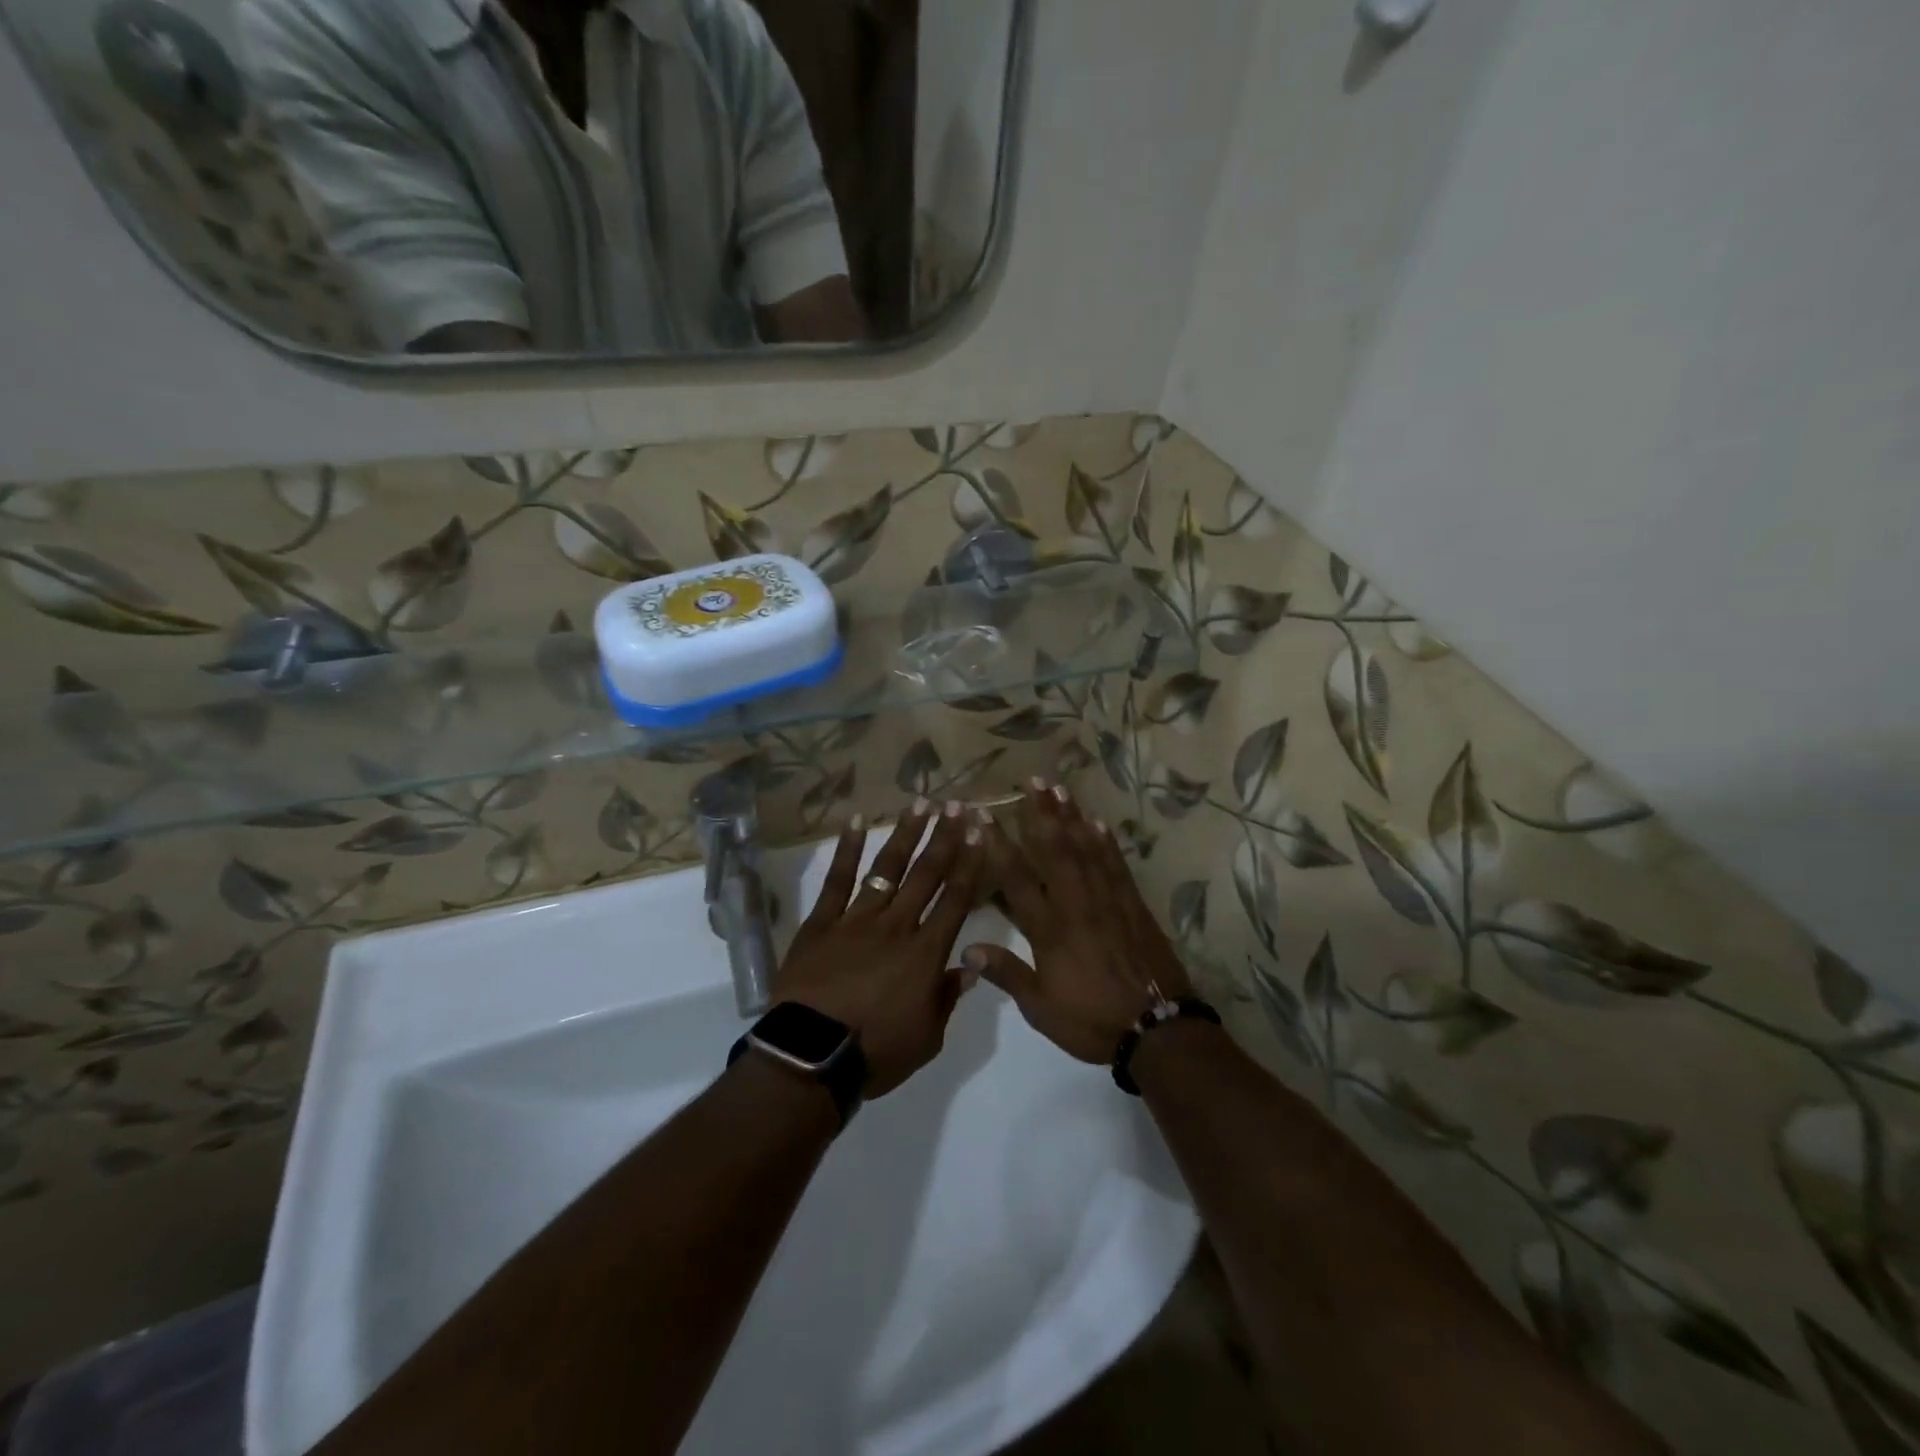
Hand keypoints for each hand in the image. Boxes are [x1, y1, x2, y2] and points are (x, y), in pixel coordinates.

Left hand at [773, 801, 986, 1097]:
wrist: (811, 1057)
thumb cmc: (876, 1053)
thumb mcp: (927, 1037)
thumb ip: (948, 996)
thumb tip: (970, 965)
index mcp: (926, 953)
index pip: (955, 899)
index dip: (970, 863)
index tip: (979, 831)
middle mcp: (896, 926)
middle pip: (926, 874)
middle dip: (944, 837)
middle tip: (956, 804)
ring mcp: (856, 920)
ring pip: (887, 868)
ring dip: (906, 834)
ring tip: (921, 803)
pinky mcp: (821, 923)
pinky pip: (837, 880)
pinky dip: (847, 849)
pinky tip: (857, 821)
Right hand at [965, 781, 1191, 1063]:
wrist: (1158, 1029)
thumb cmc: (1092, 1021)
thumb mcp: (1041, 1008)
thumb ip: (1007, 974)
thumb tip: (967, 948)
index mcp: (1050, 929)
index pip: (1017, 878)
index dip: (999, 844)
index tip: (985, 814)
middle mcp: (1077, 904)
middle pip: (1055, 850)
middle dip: (1041, 813)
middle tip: (1031, 781)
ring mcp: (1109, 900)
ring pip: (1086, 849)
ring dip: (1071, 817)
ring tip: (1059, 788)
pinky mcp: (1134, 905)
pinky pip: (1116, 865)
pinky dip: (1105, 842)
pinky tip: (1097, 823)